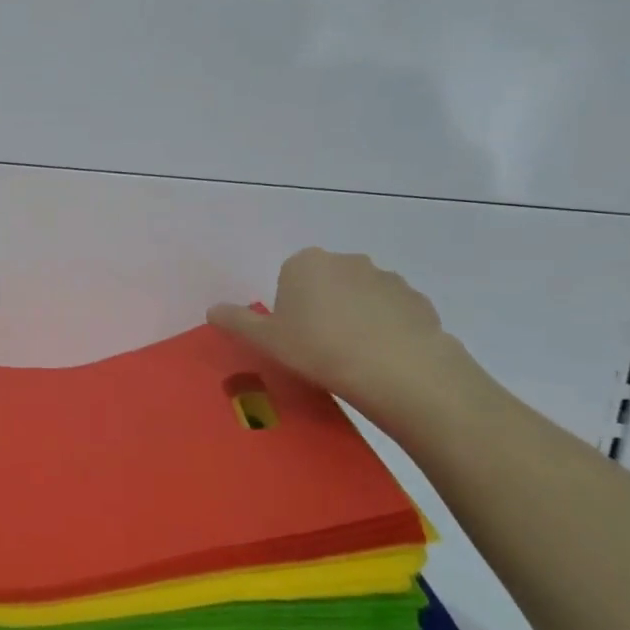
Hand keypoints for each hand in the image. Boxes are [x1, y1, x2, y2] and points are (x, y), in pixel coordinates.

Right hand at [208, 249, 473, 426]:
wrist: (397, 369)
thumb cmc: (318, 348)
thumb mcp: (265, 340)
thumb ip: (235, 321)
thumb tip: (212, 310)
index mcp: (306, 263)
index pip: (289, 278)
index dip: (289, 307)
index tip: (292, 336)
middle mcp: (347, 260)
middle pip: (326, 283)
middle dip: (322, 308)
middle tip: (318, 347)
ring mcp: (387, 278)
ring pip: (361, 298)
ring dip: (355, 318)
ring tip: (353, 358)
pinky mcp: (418, 301)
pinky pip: (392, 314)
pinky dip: (386, 330)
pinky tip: (381, 359)